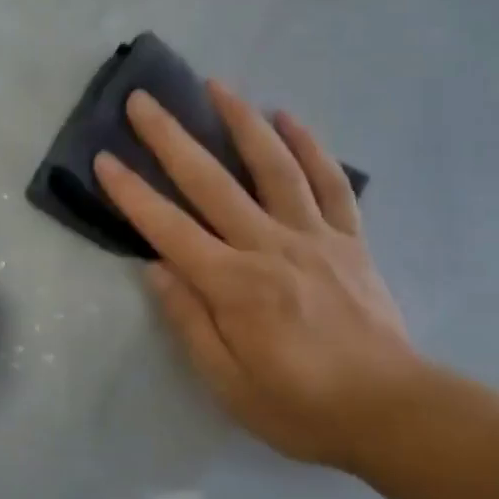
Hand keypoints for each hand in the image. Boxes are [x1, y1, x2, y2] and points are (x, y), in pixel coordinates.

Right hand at [94, 83, 418, 471]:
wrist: (393, 413)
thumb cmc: (300, 407)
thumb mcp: (228, 384)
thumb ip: (189, 321)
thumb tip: (155, 267)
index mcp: (233, 285)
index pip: (169, 228)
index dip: (132, 193)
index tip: (104, 159)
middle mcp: (269, 247)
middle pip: (211, 182)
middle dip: (171, 138)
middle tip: (143, 100)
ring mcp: (314, 237)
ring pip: (273, 167)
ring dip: (242, 121)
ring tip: (217, 85)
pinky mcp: (350, 239)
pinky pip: (330, 183)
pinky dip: (310, 147)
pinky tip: (289, 117)